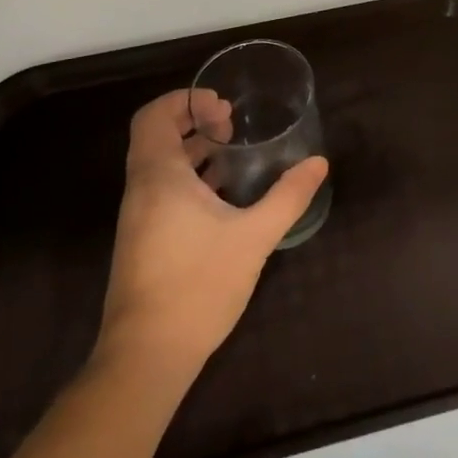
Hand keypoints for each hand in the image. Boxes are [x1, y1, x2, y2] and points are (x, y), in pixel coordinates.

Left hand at [93, 89, 328, 384]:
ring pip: (160, 165)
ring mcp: (139, 218)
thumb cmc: (198, 286)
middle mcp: (142, 191)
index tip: (223, 106)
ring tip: (235, 154)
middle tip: (233, 124)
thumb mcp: (254, 237)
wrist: (147, 357)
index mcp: (159, 177)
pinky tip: (224, 196)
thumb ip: (288, 196)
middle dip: (194, 121)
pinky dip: (190, 178)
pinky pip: (163, 191)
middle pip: (156, 136)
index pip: (153, 117)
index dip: (185, 100)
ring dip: (194, 150)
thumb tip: (318, 163)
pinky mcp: (144, 241)